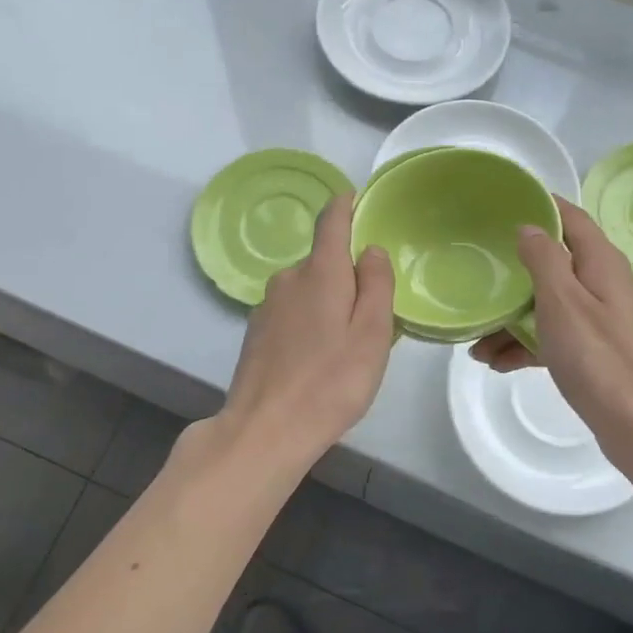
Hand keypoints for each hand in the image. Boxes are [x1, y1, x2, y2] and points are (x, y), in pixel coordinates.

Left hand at [218, 192, 394, 467]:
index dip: (346, 206)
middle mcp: (288, 278)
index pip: (331, 220)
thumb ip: (376, 284)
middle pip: (323, 261)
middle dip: (347, 276)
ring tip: (345, 347)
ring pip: (307, 289)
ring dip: (328, 303)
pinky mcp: (256, 332)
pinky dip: (309, 323)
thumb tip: (370, 249)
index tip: (358, 202)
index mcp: (320, 271)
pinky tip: (316, 360)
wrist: (266, 430)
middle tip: (371, 318)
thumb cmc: (331, 381)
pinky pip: (292, 312)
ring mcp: (267, 305)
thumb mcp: (372, 333)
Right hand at [472, 198, 632, 474]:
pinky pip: (553, 336)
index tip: (499, 204)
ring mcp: (600, 320)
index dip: (539, 206)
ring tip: (475, 340)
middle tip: (477, 272)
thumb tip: (530, 227)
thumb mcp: (563, 302)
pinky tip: (496, 362)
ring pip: (548, 304)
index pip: (570, 218)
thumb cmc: (600, 359)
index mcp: (602, 263)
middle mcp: (604, 285)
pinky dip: (526, 344)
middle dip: (514, 271)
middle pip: (554, 263)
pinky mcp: (594, 352)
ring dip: (513, 317)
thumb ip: (544, 260)